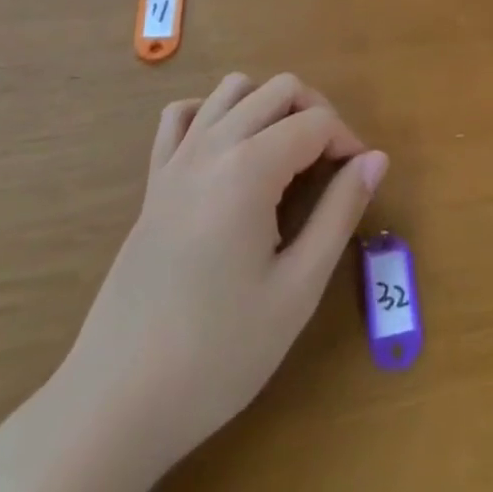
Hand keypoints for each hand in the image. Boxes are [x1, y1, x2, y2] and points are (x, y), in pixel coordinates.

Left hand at [36, 73, 387, 487]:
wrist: (116, 403)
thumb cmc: (217, 353)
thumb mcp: (297, 290)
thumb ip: (340, 213)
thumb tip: (376, 159)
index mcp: (250, 168)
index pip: (317, 121)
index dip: (348, 142)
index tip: (359, 181)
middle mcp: (213, 145)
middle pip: (280, 88)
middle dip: (317, 113)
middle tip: (331, 166)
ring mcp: (177, 159)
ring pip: (233, 88)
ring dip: (270, 105)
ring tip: (287, 154)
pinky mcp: (154, 181)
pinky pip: (182, 115)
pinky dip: (213, 113)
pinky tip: (229, 152)